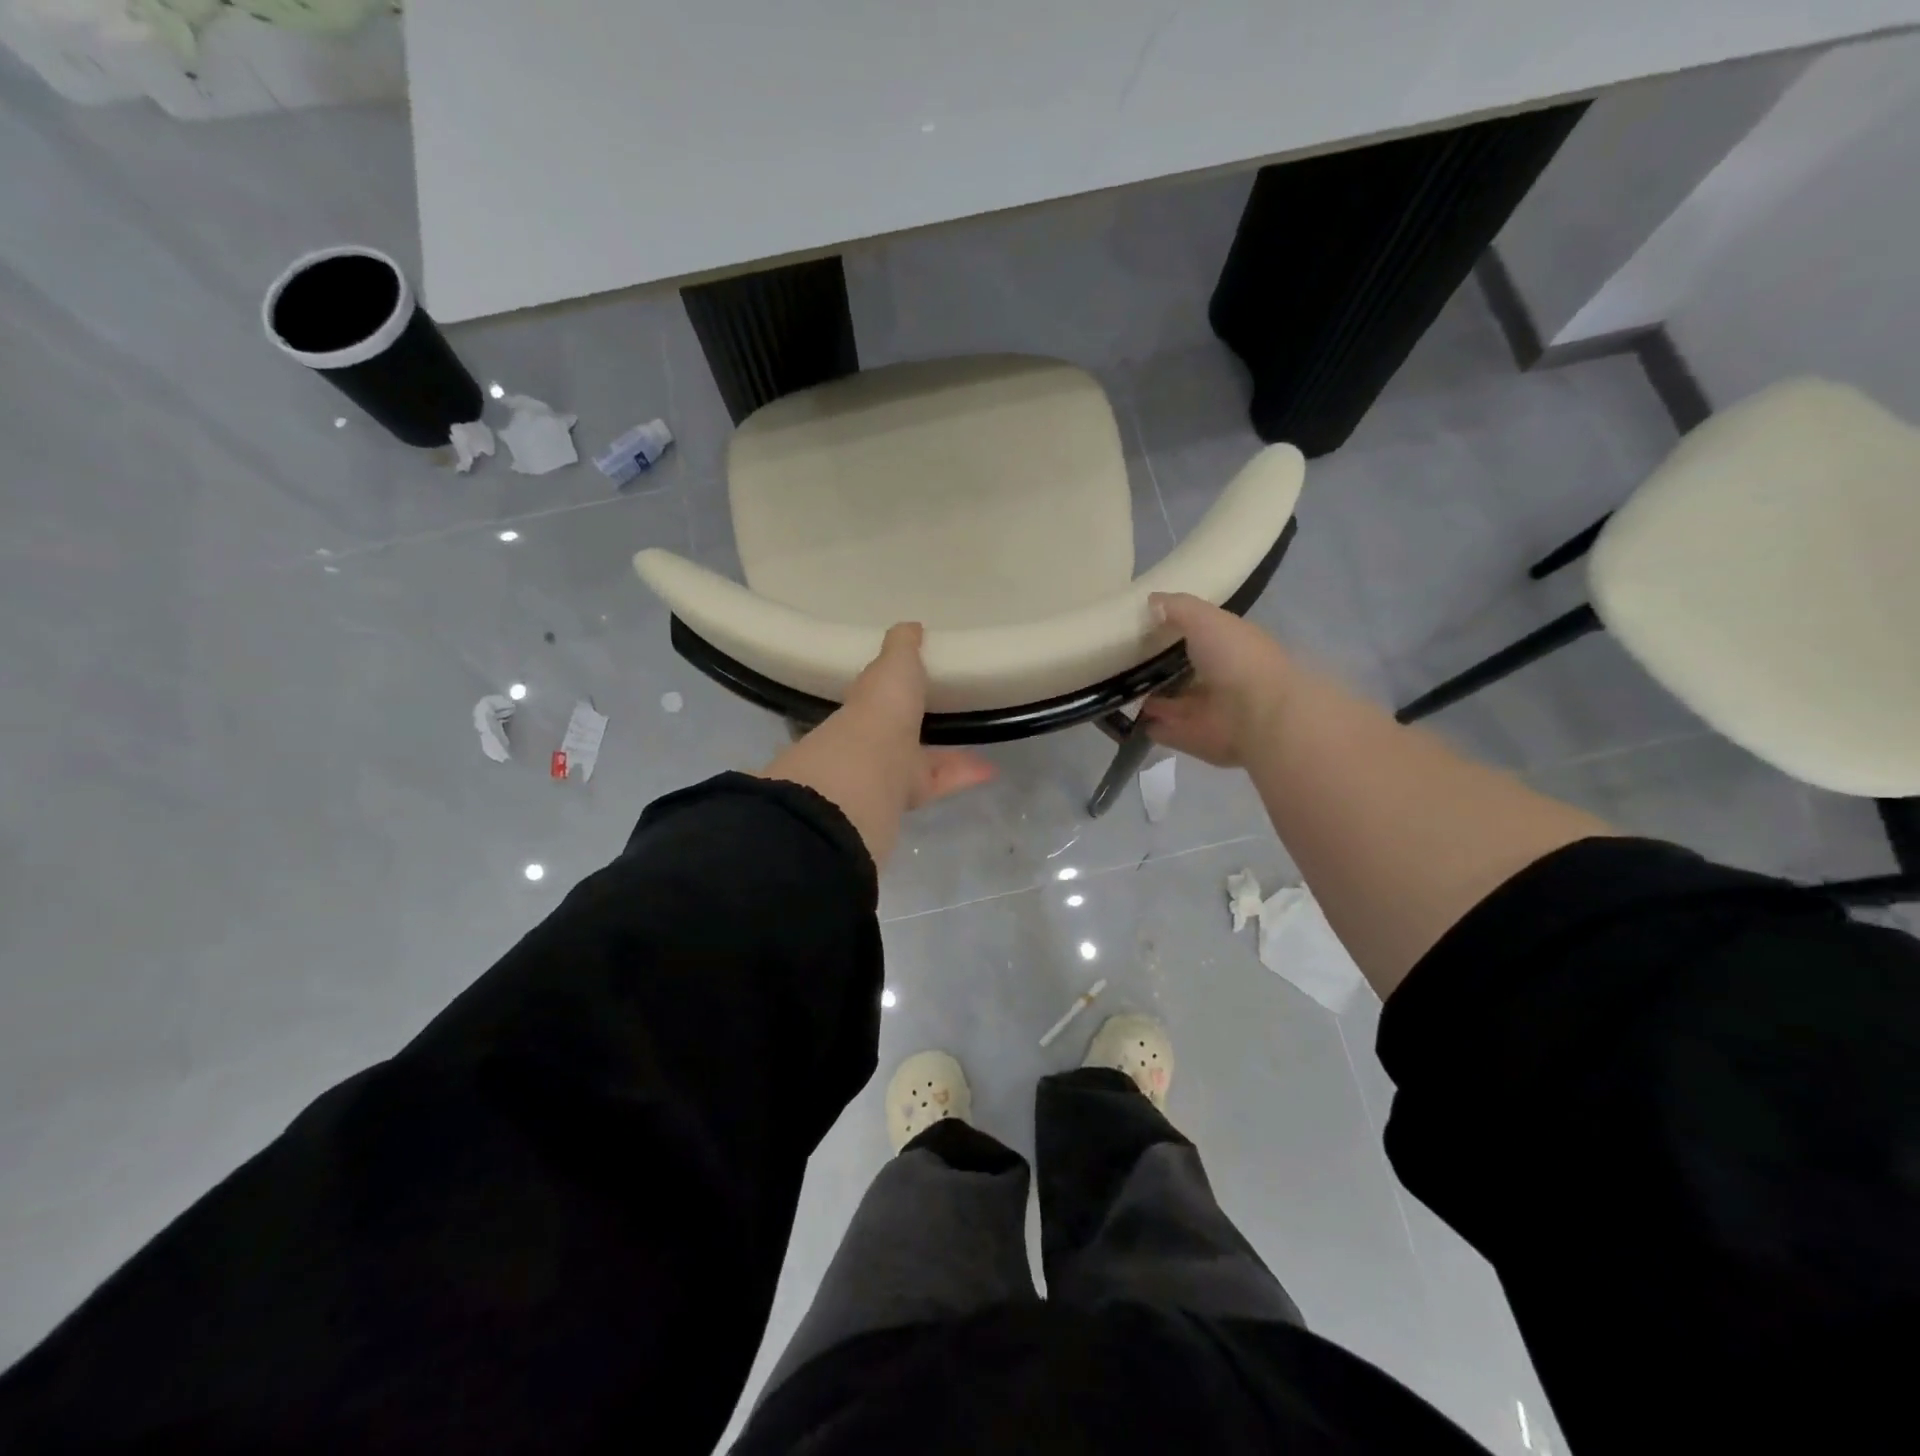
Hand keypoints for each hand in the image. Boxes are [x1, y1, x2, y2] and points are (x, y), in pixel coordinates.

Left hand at [759, 624, 996, 866]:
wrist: (872, 765)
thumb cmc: (882, 705)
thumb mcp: (895, 661)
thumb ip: (903, 644)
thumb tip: (911, 626)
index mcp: (867, 702)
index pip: (879, 691)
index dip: (894, 684)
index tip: (916, 677)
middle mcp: (875, 736)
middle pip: (899, 729)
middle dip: (918, 723)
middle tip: (947, 712)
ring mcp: (891, 768)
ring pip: (923, 759)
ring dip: (950, 753)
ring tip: (982, 742)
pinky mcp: (912, 793)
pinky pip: (944, 780)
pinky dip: (966, 774)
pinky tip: (992, 768)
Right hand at [1139, 593, 1292, 767]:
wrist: (1260, 715)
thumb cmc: (1236, 658)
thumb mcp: (1205, 619)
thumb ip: (1178, 608)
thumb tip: (1151, 601)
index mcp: (1230, 647)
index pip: (1201, 636)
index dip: (1175, 630)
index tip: (1144, 626)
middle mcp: (1222, 679)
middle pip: (1186, 672)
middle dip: (1161, 668)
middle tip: (1126, 661)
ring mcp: (1210, 712)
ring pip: (1176, 704)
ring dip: (1154, 699)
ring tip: (1120, 690)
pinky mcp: (1197, 739)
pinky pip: (1168, 731)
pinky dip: (1153, 727)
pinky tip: (1130, 719)